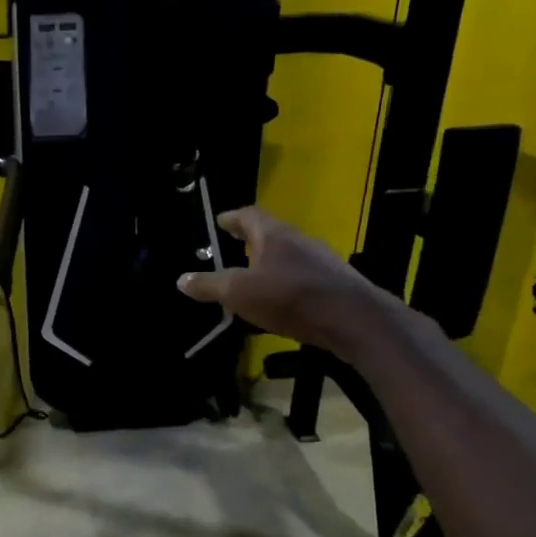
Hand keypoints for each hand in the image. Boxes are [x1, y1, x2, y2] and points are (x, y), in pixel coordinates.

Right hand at [176, 207, 387, 353]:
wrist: (354, 321)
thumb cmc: (290, 297)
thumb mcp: (239, 293)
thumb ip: (210, 285)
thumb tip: (181, 279)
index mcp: (274, 234)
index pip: (249, 215)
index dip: (231, 218)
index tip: (219, 221)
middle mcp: (299, 241)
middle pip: (270, 234)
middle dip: (249, 241)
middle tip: (231, 249)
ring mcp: (320, 262)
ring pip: (287, 256)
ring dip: (268, 264)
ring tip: (250, 279)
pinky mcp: (333, 285)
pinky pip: (300, 278)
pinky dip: (283, 284)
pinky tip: (277, 303)